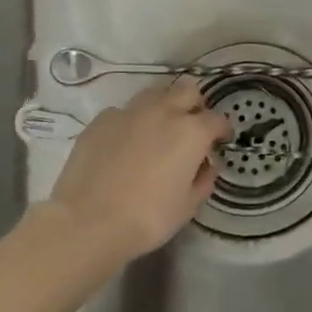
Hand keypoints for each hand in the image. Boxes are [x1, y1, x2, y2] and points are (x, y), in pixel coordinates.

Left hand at [46, 79, 231, 259]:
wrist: (88, 222)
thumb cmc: (147, 218)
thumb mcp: (188, 206)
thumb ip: (203, 180)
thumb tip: (206, 166)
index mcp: (191, 132)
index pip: (217, 119)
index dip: (223, 130)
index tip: (221, 141)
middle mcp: (163, 112)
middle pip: (187, 90)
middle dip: (195, 105)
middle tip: (192, 128)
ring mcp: (129, 112)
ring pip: (155, 93)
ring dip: (164, 106)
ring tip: (159, 130)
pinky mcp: (101, 120)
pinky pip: (124, 112)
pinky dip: (132, 122)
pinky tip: (126, 143)